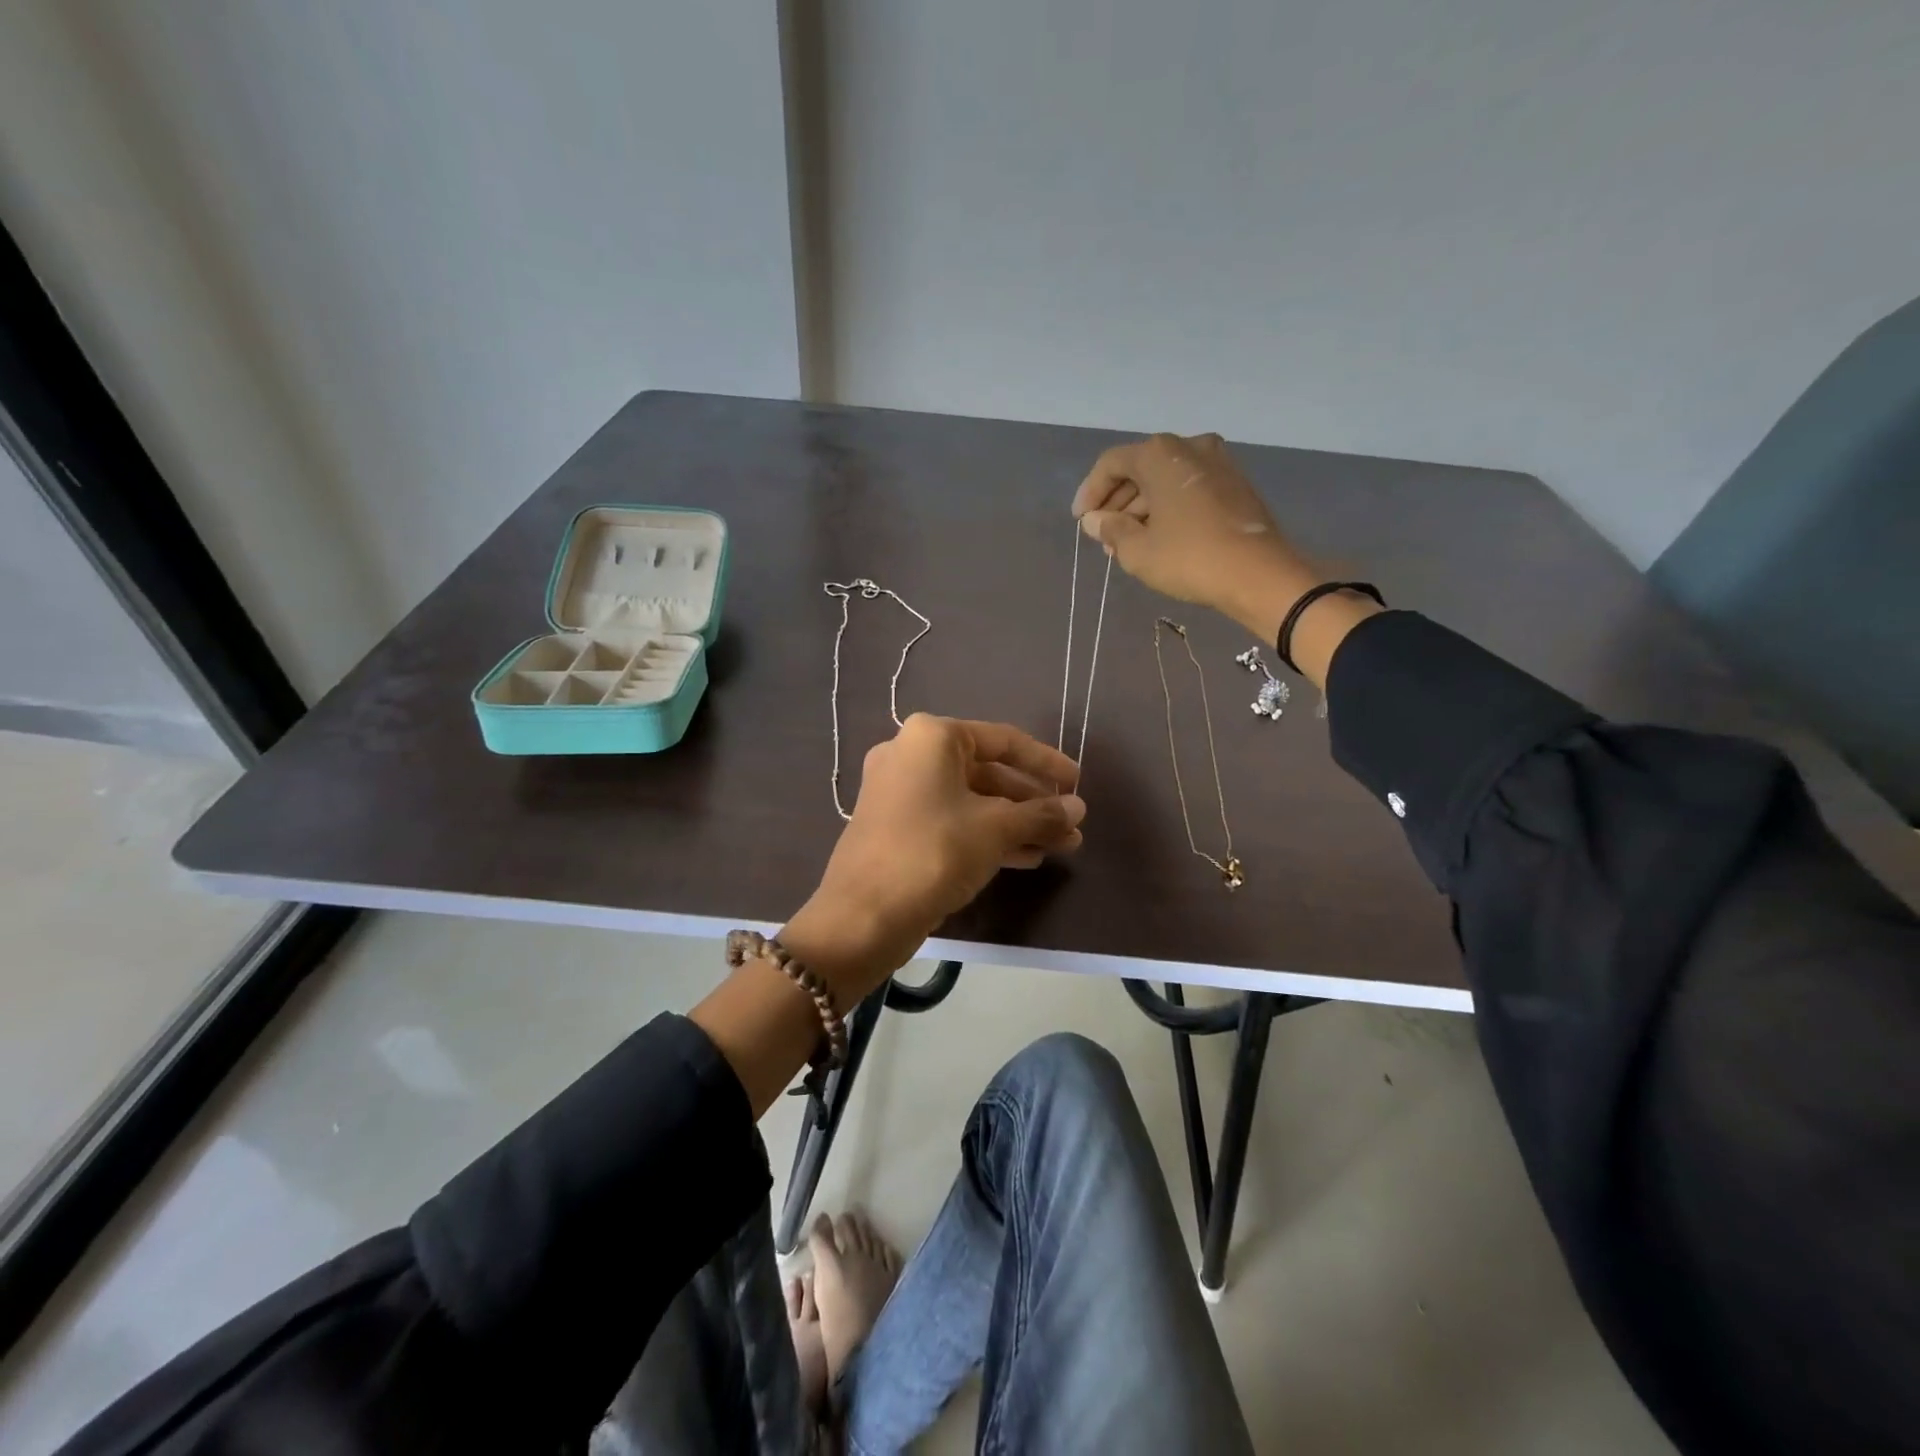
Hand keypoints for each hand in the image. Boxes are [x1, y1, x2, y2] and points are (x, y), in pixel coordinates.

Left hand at [784, 716, 1084, 1000]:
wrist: (863, 916)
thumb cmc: (934, 853)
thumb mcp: (995, 830)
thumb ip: (1041, 814)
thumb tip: (1078, 809)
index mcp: (931, 737)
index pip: (1003, 740)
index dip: (1046, 762)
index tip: (1077, 783)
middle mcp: (911, 755)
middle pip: (987, 772)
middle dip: (1033, 801)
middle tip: (1070, 825)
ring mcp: (899, 792)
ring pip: (971, 801)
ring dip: (1016, 822)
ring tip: (1060, 846)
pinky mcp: (897, 827)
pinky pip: (952, 821)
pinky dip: (987, 835)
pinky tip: (1025, 858)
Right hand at [1072, 432, 1322, 641]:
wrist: (1259, 574)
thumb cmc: (1189, 557)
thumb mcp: (1137, 550)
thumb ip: (1111, 530)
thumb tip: (1096, 521)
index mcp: (1160, 454)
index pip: (1111, 464)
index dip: (1090, 492)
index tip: (1082, 522)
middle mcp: (1189, 446)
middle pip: (1140, 468)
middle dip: (1117, 502)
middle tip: (1104, 536)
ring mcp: (1217, 463)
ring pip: (1165, 480)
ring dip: (1141, 508)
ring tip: (1128, 544)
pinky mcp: (1235, 484)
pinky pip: (1188, 488)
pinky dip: (1167, 508)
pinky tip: (1158, 538)